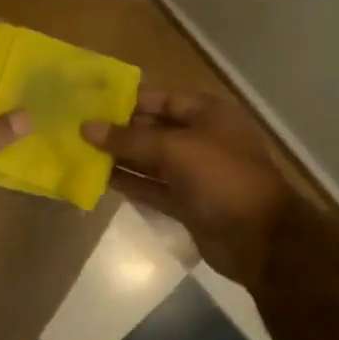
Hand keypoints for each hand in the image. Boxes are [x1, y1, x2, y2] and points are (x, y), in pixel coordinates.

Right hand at [84, 88, 297, 290]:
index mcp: (207, 114)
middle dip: (118, 130)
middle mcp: (200, 138)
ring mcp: (194, 173)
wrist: (261, 240)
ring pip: (149, 160)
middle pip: (152, 129)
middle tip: (77, 129)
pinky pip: (152, 187)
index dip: (126, 100)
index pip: (160, 99)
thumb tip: (87, 127)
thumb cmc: (222, 178)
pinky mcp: (186, 202)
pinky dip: (130, 183)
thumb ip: (129, 139)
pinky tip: (99, 180)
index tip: (90, 103)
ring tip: (80, 153)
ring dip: (119, 158)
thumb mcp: (175, 149)